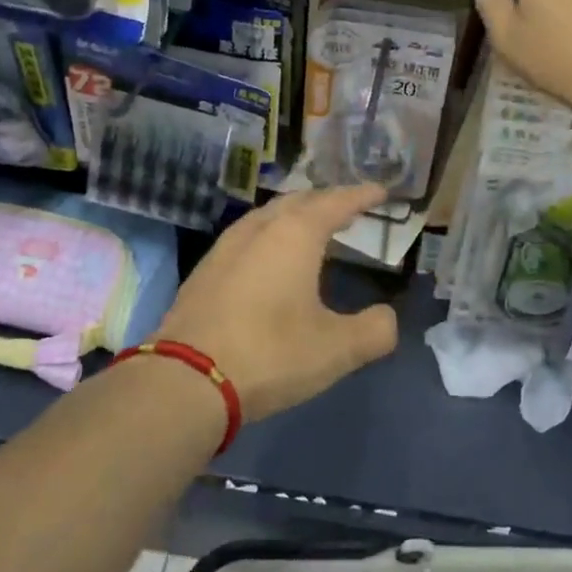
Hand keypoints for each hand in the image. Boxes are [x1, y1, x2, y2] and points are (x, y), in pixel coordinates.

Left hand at [157, 184, 399, 420]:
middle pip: (298, 201)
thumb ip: (374, 330)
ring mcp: (225, 247)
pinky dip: (271, 236)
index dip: (361, 195)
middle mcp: (259, 229)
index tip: (381, 191)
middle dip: (326, 201)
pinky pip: (248, 237)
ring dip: (295, 216)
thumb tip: (386, 318)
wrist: (185, 380)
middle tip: (349, 208)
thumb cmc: (270, 354)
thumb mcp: (337, 349)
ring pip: (267, 216)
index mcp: (295, 234)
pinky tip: (271, 260)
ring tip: (313, 229)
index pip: (335, 202)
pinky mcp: (204, 271)